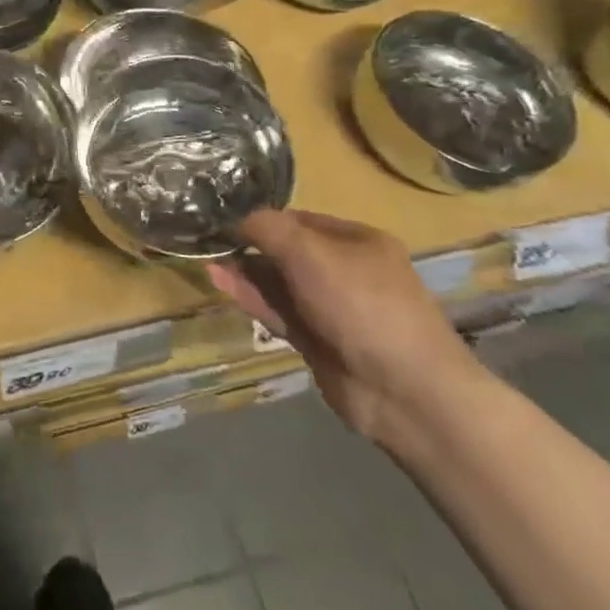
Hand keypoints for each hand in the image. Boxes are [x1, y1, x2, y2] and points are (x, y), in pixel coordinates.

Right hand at [207, 209, 483, 444]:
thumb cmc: (361, 304)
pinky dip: (251, 298)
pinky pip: (278, 311)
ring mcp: (331, 308)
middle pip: (286, 251)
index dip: (261, 218)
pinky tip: (221, 283)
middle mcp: (346, 270)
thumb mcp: (310, 253)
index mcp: (357, 241)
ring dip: (245, 273)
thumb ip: (267, 228)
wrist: (404, 391)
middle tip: (207, 241)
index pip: (298, 220)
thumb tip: (233, 217)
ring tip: (205, 261)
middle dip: (249, 246)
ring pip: (279, 283)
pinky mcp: (317, 340)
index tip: (222, 218)